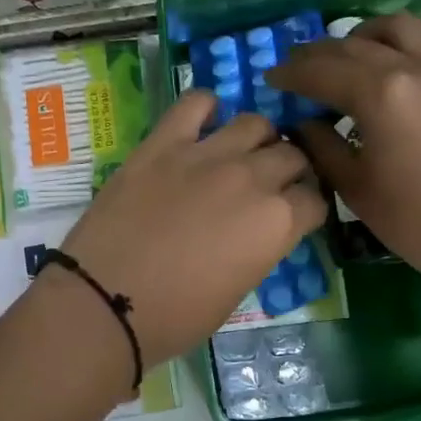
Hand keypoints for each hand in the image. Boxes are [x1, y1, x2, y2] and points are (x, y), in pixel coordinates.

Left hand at [58, 90, 325, 369]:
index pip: (315, 199)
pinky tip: (203, 126)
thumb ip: (257, 250)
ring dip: (258, 139)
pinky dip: (207, 109)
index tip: (295, 217)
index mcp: (276, 223)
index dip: (307, 209)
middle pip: (291, 155)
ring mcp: (207, 154)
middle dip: (289, 171)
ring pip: (255, 123)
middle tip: (270, 186)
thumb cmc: (174, 317)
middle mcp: (252, 179)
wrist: (105, 302)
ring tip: (242, 155)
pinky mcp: (163, 143)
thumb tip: (256, 233)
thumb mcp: (236, 292)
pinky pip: (195, 103)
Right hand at [266, 13, 420, 288]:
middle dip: (320, 54)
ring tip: (351, 55)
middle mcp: (414, 66)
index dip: (291, 73)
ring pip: (401, 28)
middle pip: (355, 45)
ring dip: (366, 35)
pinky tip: (405, 64)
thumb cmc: (418, 222)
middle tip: (298, 67)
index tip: (271, 78)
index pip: (322, 71)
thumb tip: (304, 124)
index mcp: (380, 94)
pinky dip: (413, 43)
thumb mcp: (357, 190)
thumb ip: (324, 149)